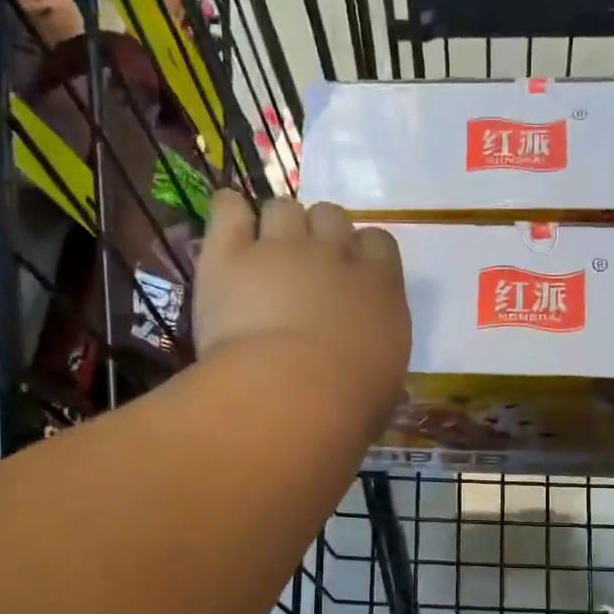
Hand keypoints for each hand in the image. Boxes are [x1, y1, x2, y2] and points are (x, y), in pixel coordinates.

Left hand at [195, 191, 410, 425]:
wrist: (292, 396)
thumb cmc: (350, 405)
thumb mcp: (384, 382)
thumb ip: (376, 352)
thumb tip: (367, 359)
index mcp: (380, 287)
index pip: (379, 243)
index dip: (362, 253)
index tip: (350, 276)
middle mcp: (334, 256)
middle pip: (331, 216)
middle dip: (320, 234)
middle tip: (305, 269)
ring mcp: (281, 248)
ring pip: (283, 208)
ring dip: (277, 226)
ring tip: (265, 256)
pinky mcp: (229, 254)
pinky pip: (229, 208)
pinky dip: (229, 214)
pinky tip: (229, 232)